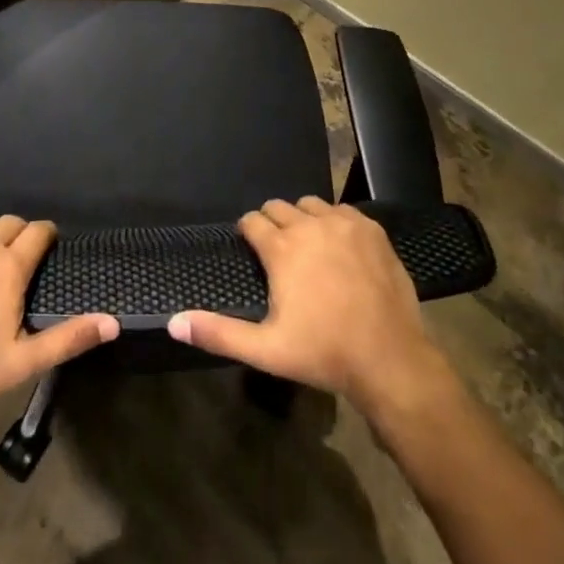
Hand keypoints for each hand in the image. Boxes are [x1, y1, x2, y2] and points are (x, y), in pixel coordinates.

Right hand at [168, 197, 454, 418]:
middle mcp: (309, 225)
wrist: (390, 358)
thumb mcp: (266, 349)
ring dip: (303, 220)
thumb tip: (173, 322)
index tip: (252, 250)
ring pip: (311, 205)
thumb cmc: (323, 352)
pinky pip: (343, 211)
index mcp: (281, 248)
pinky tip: (340, 248)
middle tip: (279, 253)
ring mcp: (343, 223)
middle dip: (273, 223)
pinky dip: (335, 222)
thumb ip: (218, 333)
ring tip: (308, 248)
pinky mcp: (371, 229)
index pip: (252, 221)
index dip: (248, 233)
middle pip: (279, 207)